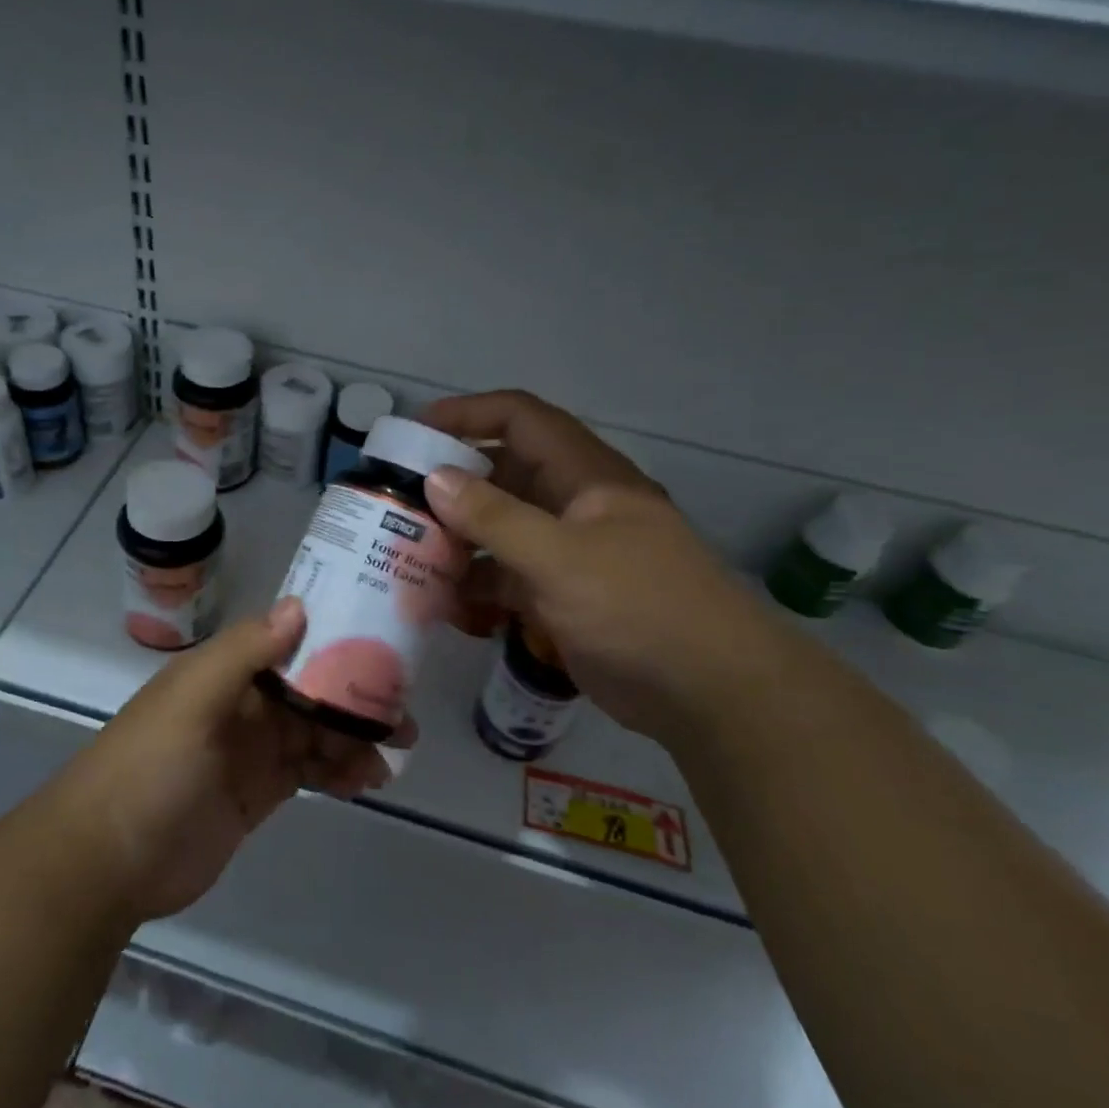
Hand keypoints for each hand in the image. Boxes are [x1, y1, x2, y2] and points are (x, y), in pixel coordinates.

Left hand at [48, 599, 410, 922]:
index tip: (384, 645)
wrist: (107, 861)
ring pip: (315, 732)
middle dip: (356, 698)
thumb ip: (244, 653)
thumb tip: (298, 605)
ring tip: (392, 757)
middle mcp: (240, 704)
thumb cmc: (149, 769)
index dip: (334, 641)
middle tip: (404, 715)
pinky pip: (308, 772)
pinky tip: (365, 782)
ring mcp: (250, 751)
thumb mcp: (192, 701)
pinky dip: (337, 773)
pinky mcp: (258, 793)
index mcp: (224, 672)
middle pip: (311, 690)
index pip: (288, 643)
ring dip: (353, 739)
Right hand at [421, 390, 785, 744]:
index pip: (520, 420)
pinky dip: (478, 587)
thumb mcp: (560, 558)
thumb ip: (495, 517)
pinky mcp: (563, 597)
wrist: (709, 692)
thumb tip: (436, 479)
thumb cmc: (639, 607)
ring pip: (501, 531)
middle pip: (504, 476)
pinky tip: (445, 606)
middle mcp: (574, 506)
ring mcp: (569, 554)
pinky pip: (509, 579)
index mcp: (585, 476)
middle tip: (398, 501)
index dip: (468, 414)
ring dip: (459, 542)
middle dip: (452, 485)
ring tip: (408, 556)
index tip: (414, 432)